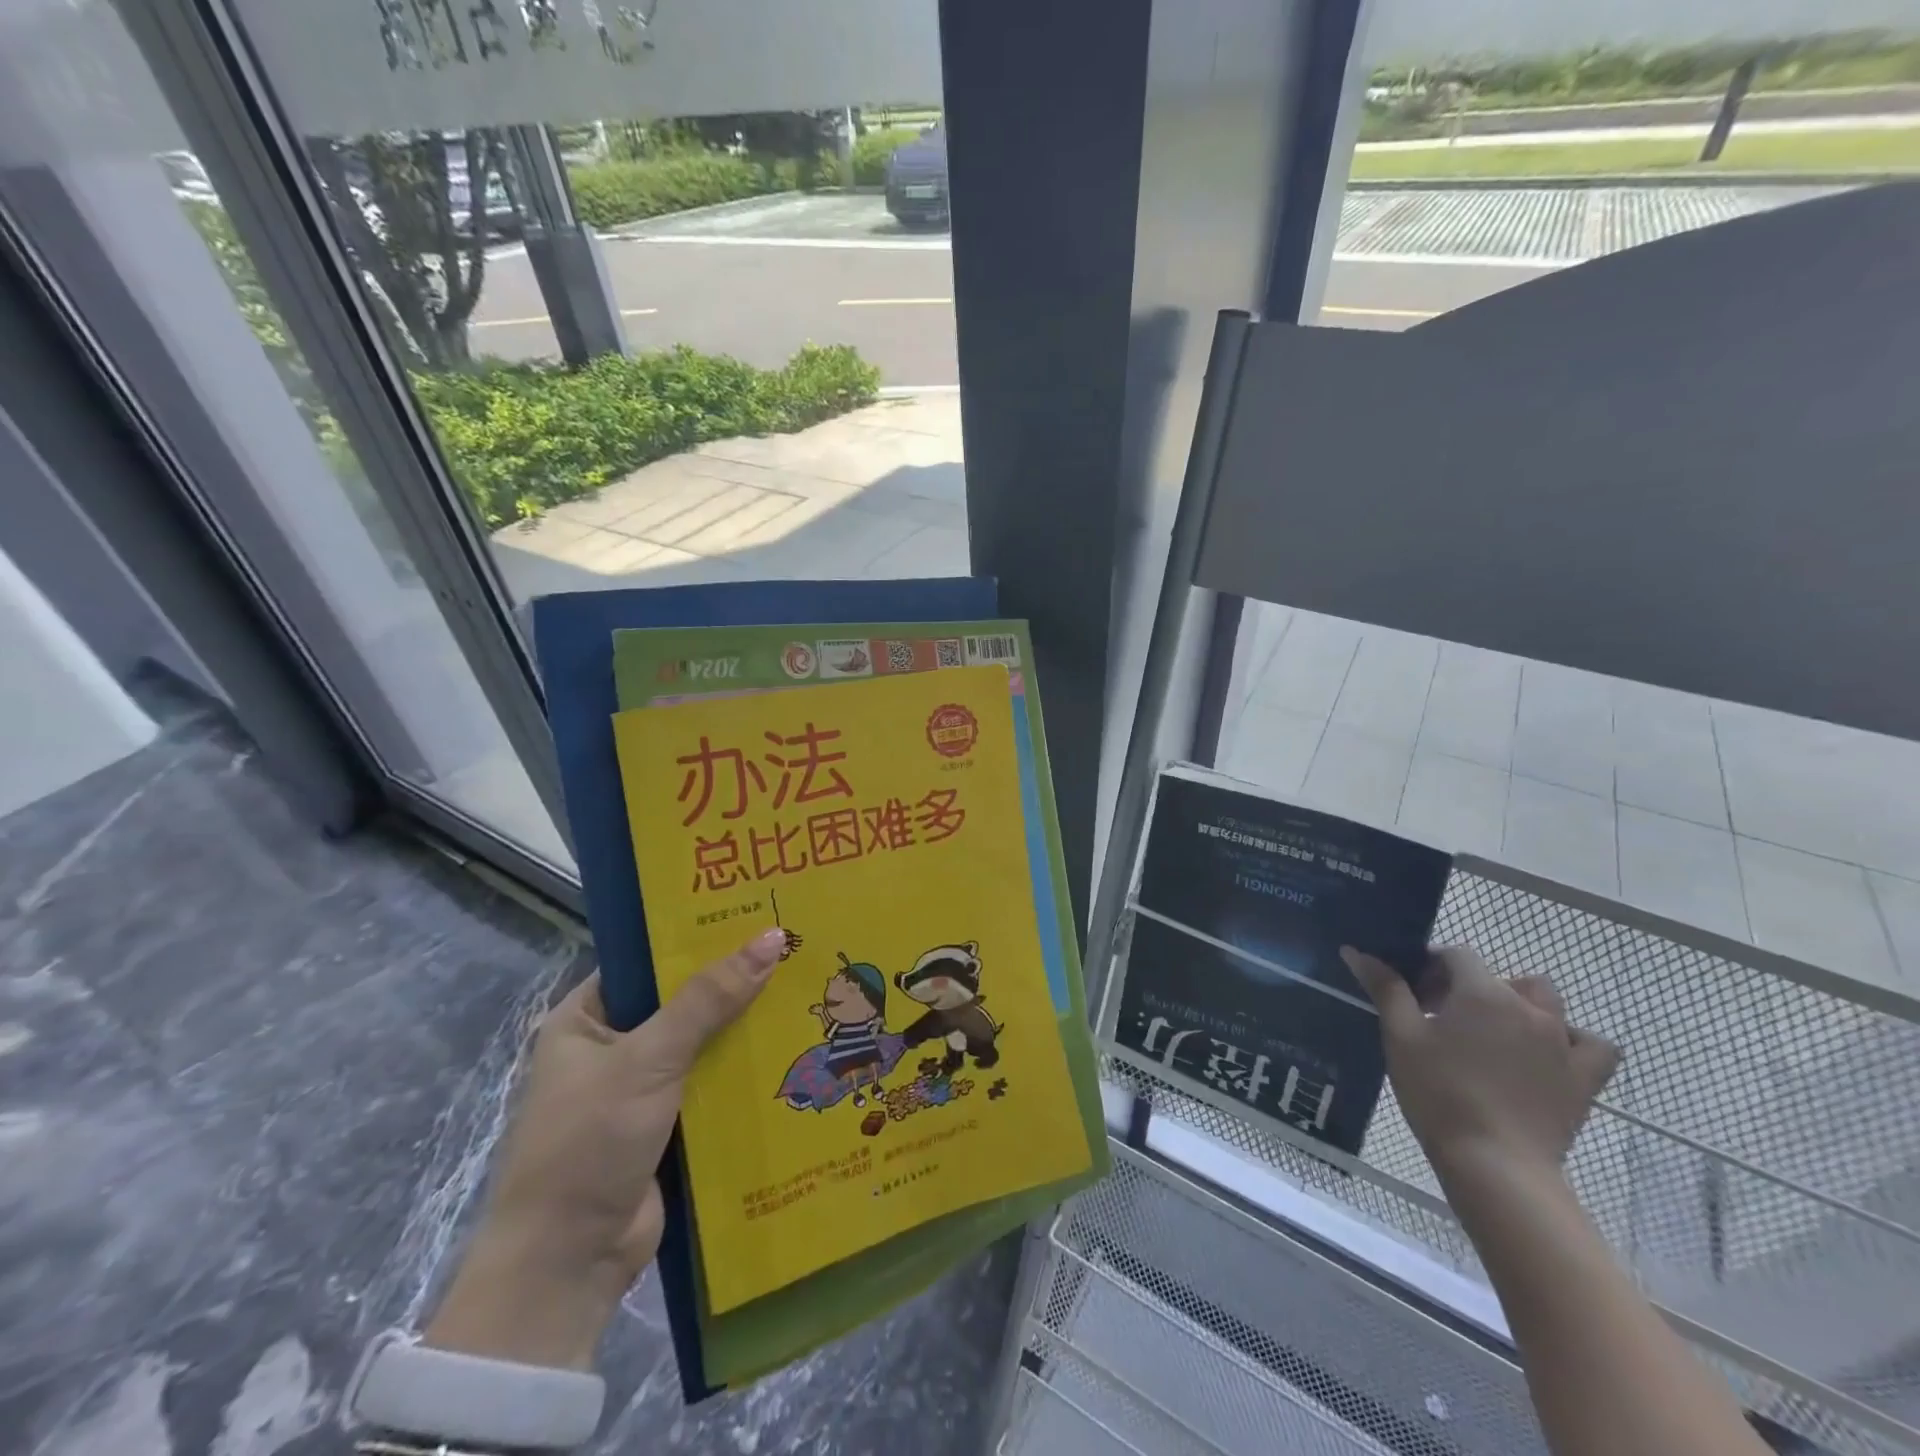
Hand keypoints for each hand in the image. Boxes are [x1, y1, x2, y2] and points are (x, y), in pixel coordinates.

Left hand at [425, 929, 785, 1368]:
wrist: (567, 1265)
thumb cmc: (589, 1142)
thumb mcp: (648, 1058)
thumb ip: (709, 999)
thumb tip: (773, 937)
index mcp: (587, 1018)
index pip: (648, 959)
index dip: (698, 935)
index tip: (755, 911)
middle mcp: (614, 1047)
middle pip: (684, 999)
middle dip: (734, 980)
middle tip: (796, 943)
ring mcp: (644, 1088)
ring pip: (706, 1041)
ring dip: (747, 1025)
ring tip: (808, 984)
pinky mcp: (672, 1124)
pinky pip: (715, 1082)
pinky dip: (746, 1068)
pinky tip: (796, 1043)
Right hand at [1339, 945, 1619, 1187]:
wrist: (1495, 1163)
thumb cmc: (1439, 1092)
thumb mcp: (1400, 1036)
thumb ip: (1385, 988)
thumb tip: (1356, 952)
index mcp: (1482, 993)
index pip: (1457, 955)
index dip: (1433, 967)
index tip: (1414, 994)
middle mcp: (1528, 1008)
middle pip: (1500, 976)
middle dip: (1470, 986)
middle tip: (1442, 1017)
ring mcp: (1563, 1043)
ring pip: (1547, 1002)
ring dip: (1520, 1005)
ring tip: (1493, 1032)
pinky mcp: (1583, 1079)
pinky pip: (1592, 1045)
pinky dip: (1572, 1040)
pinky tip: (1548, 1053)